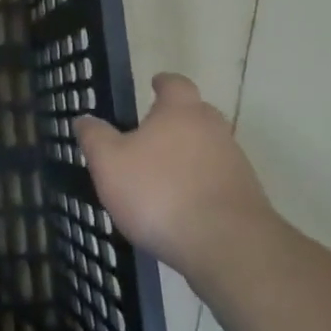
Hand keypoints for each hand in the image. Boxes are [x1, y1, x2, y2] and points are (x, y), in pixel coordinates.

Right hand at [75, 73, 272, 277]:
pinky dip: (198, 187)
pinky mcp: (246, 198)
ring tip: (159, 178)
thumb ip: (94, 137)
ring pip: (207, 150)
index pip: (175, 83)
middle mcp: (213, 130)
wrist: (227, 247)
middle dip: (174, 121)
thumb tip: (84, 119)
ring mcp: (235, 164)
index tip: (154, 85)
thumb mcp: (109, 163)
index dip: (163, 83)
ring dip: (186, 157)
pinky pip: (216, 182)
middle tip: (148, 135)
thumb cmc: (159, 192)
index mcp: (180, 112)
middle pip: (195, 115)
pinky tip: (179, 208)